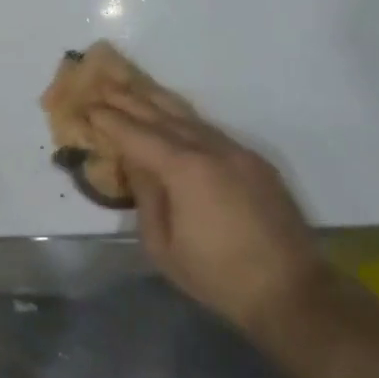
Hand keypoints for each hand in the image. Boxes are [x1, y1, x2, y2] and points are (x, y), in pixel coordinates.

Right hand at [89, 91, 325, 333]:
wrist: (290, 291)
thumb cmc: (217, 275)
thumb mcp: (163, 246)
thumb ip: (146, 197)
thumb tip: (136, 165)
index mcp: (185, 170)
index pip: (137, 135)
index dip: (110, 120)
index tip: (88, 107)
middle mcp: (212, 149)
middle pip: (164, 115)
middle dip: (131, 100)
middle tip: (104, 86)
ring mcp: (239, 152)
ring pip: (191, 117)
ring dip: (159, 102)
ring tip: (135, 89)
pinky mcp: (256, 162)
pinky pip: (212, 131)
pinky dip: (186, 120)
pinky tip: (174, 119)